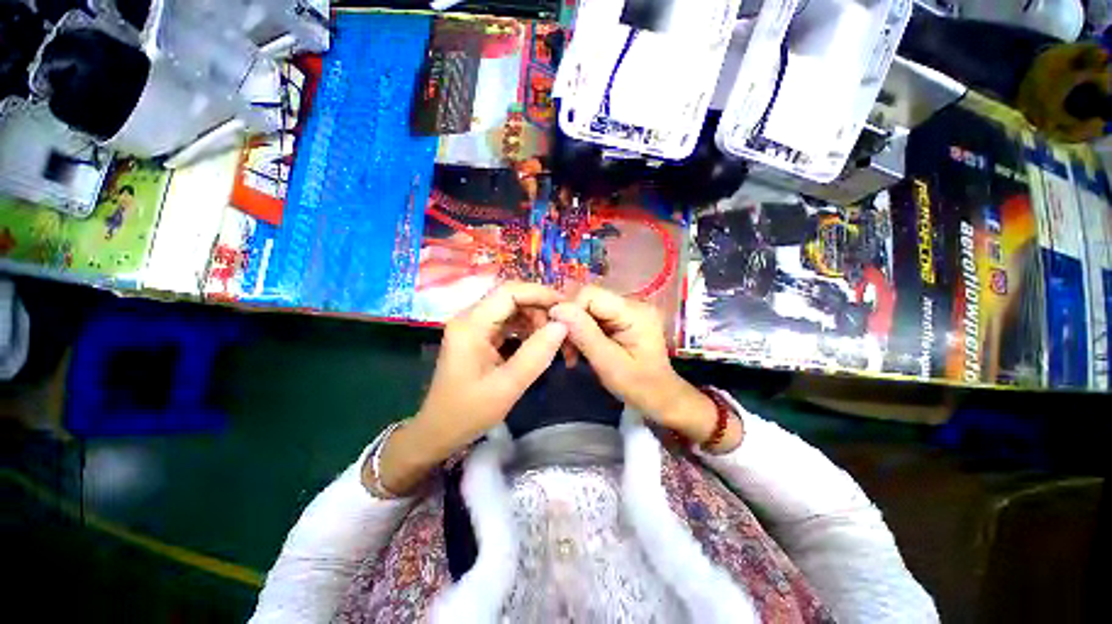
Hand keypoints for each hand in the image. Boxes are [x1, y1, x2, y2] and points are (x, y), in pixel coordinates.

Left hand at [375, 283, 567, 493]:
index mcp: (471, 325)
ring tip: (555, 340)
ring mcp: (474, 326)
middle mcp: (470, 318)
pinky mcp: (479, 336)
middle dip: (541, 310)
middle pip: (512, 298)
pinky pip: (509, 323)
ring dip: (536, 321)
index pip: (509, 292)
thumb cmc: (468, 412)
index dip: (540, 294)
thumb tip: (562, 325)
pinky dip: (528, 330)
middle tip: (564, 330)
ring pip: (513, 310)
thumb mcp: (507, 386)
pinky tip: (540, 344)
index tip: (567, 307)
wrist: (438, 431)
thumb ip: (536, 354)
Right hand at [550, 286, 741, 451]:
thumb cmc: (639, 386)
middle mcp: (632, 303)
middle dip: (571, 323)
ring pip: (587, 308)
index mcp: (634, 312)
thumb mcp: (609, 364)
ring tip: (572, 354)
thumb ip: (584, 335)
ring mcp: (627, 309)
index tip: (561, 338)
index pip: (591, 294)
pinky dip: (582, 332)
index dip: (570, 311)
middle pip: (588, 300)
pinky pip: (594, 317)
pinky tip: (581, 349)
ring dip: (575, 329)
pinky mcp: (622, 318)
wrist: (661, 397)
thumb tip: (557, 309)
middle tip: (567, 351)